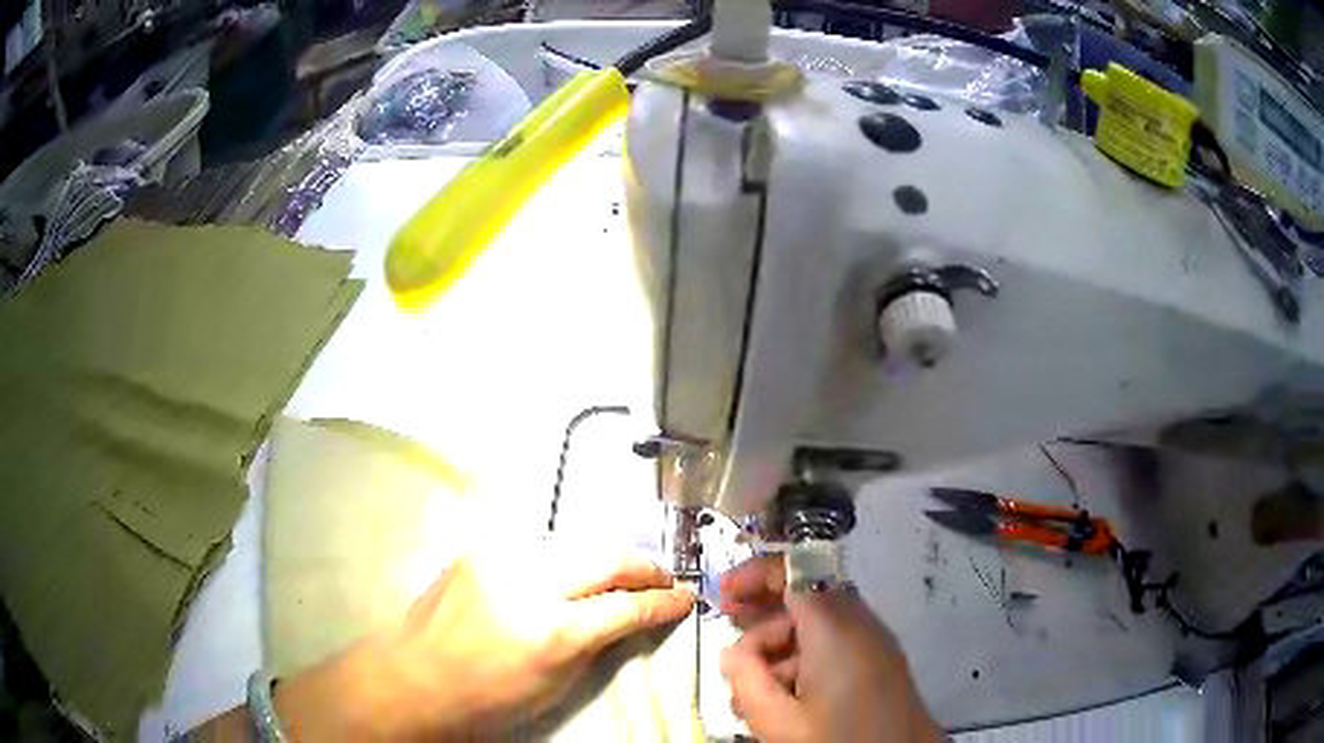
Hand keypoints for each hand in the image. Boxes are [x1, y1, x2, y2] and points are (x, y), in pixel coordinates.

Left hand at [274, 544, 694, 738]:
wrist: (413, 676)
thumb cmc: (486, 698)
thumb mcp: (554, 686)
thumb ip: (596, 647)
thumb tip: (627, 619)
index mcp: (551, 631)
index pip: (624, 606)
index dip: (662, 602)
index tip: (684, 598)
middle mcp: (528, 583)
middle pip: (605, 557)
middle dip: (643, 567)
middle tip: (663, 577)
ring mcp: (499, 558)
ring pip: (573, 544)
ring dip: (603, 560)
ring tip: (622, 574)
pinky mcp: (478, 549)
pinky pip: (537, 548)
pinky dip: (563, 560)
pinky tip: (569, 574)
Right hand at [718, 555, 941, 742]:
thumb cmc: (839, 739)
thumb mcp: (779, 721)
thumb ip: (746, 681)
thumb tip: (732, 652)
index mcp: (834, 628)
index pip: (794, 572)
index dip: (755, 575)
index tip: (722, 594)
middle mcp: (858, 624)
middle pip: (803, 601)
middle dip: (761, 623)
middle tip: (731, 652)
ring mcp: (873, 643)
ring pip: (817, 628)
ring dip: (780, 649)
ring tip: (752, 690)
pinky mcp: (880, 663)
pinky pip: (835, 646)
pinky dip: (804, 660)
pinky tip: (784, 697)